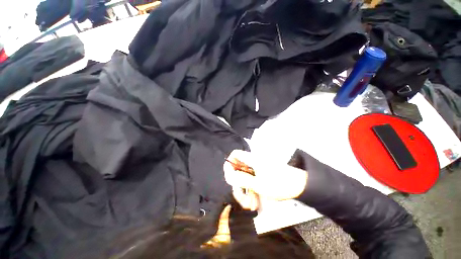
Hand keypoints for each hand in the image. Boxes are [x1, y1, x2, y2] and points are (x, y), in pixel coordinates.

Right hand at [224, 150, 307, 208]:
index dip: (230, 163)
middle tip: (241, 195)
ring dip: (245, 190)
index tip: (230, 177)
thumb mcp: (259, 184)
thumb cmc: (280, 184)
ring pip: (244, 177)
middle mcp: (254, 162)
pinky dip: (251, 190)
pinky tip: (255, 201)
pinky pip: (251, 180)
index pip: (235, 154)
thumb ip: (242, 179)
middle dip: (237, 183)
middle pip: (238, 169)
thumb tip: (229, 174)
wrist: (300, 186)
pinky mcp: (261, 174)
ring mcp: (258, 168)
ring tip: (250, 203)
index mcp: (252, 159)